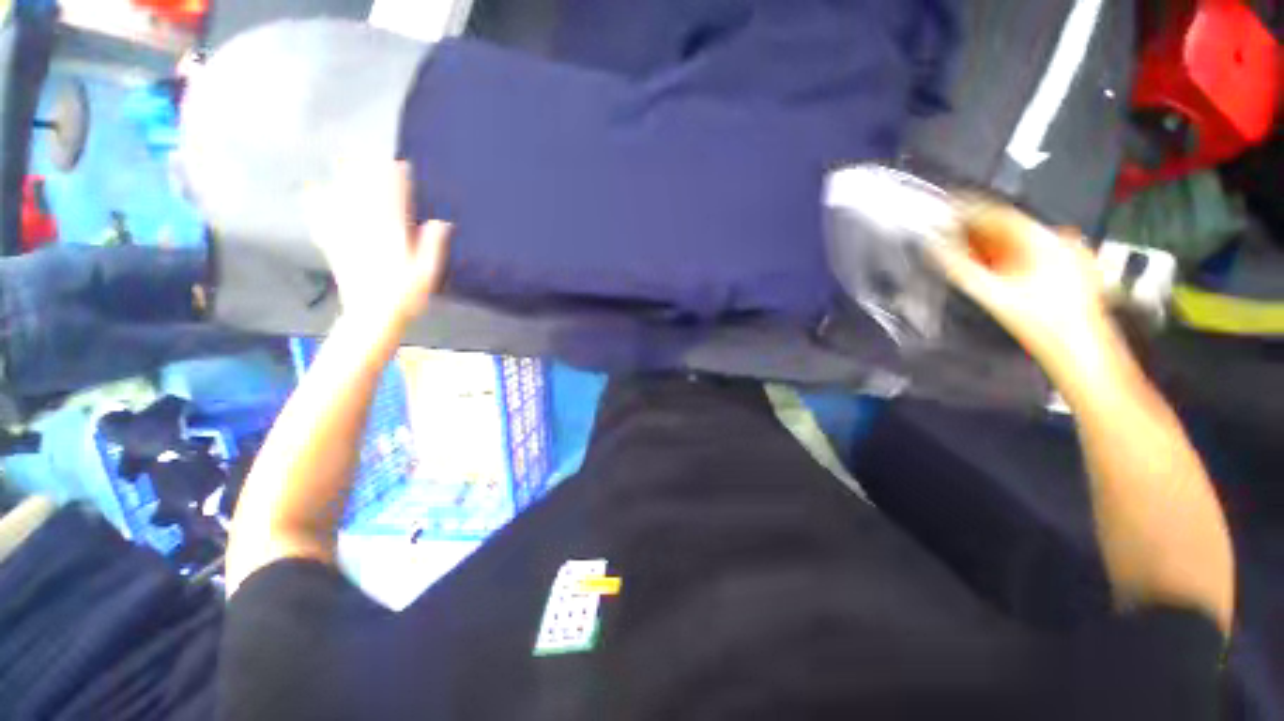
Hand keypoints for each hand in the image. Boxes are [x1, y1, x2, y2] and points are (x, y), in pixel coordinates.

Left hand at [303, 160, 451, 318]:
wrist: (372, 316)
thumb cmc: (406, 296)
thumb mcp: (427, 273)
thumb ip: (432, 246)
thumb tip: (441, 223)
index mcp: (392, 236)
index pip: (393, 201)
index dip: (396, 181)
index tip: (397, 163)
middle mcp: (367, 230)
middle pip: (364, 194)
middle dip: (366, 172)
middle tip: (366, 152)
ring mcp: (347, 237)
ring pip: (342, 201)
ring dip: (343, 180)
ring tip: (342, 161)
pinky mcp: (333, 247)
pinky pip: (322, 219)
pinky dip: (317, 204)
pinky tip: (313, 191)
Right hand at [928, 199, 1120, 380]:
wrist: (1081, 353)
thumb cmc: (1039, 323)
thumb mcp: (992, 294)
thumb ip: (960, 268)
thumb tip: (933, 249)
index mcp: (1044, 239)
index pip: (999, 214)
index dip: (968, 211)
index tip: (945, 210)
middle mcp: (1061, 239)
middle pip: (1010, 228)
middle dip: (978, 233)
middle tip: (950, 239)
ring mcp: (1071, 253)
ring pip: (1021, 241)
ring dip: (992, 247)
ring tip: (968, 256)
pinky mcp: (1075, 268)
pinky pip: (1035, 253)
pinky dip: (1011, 258)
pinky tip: (998, 271)